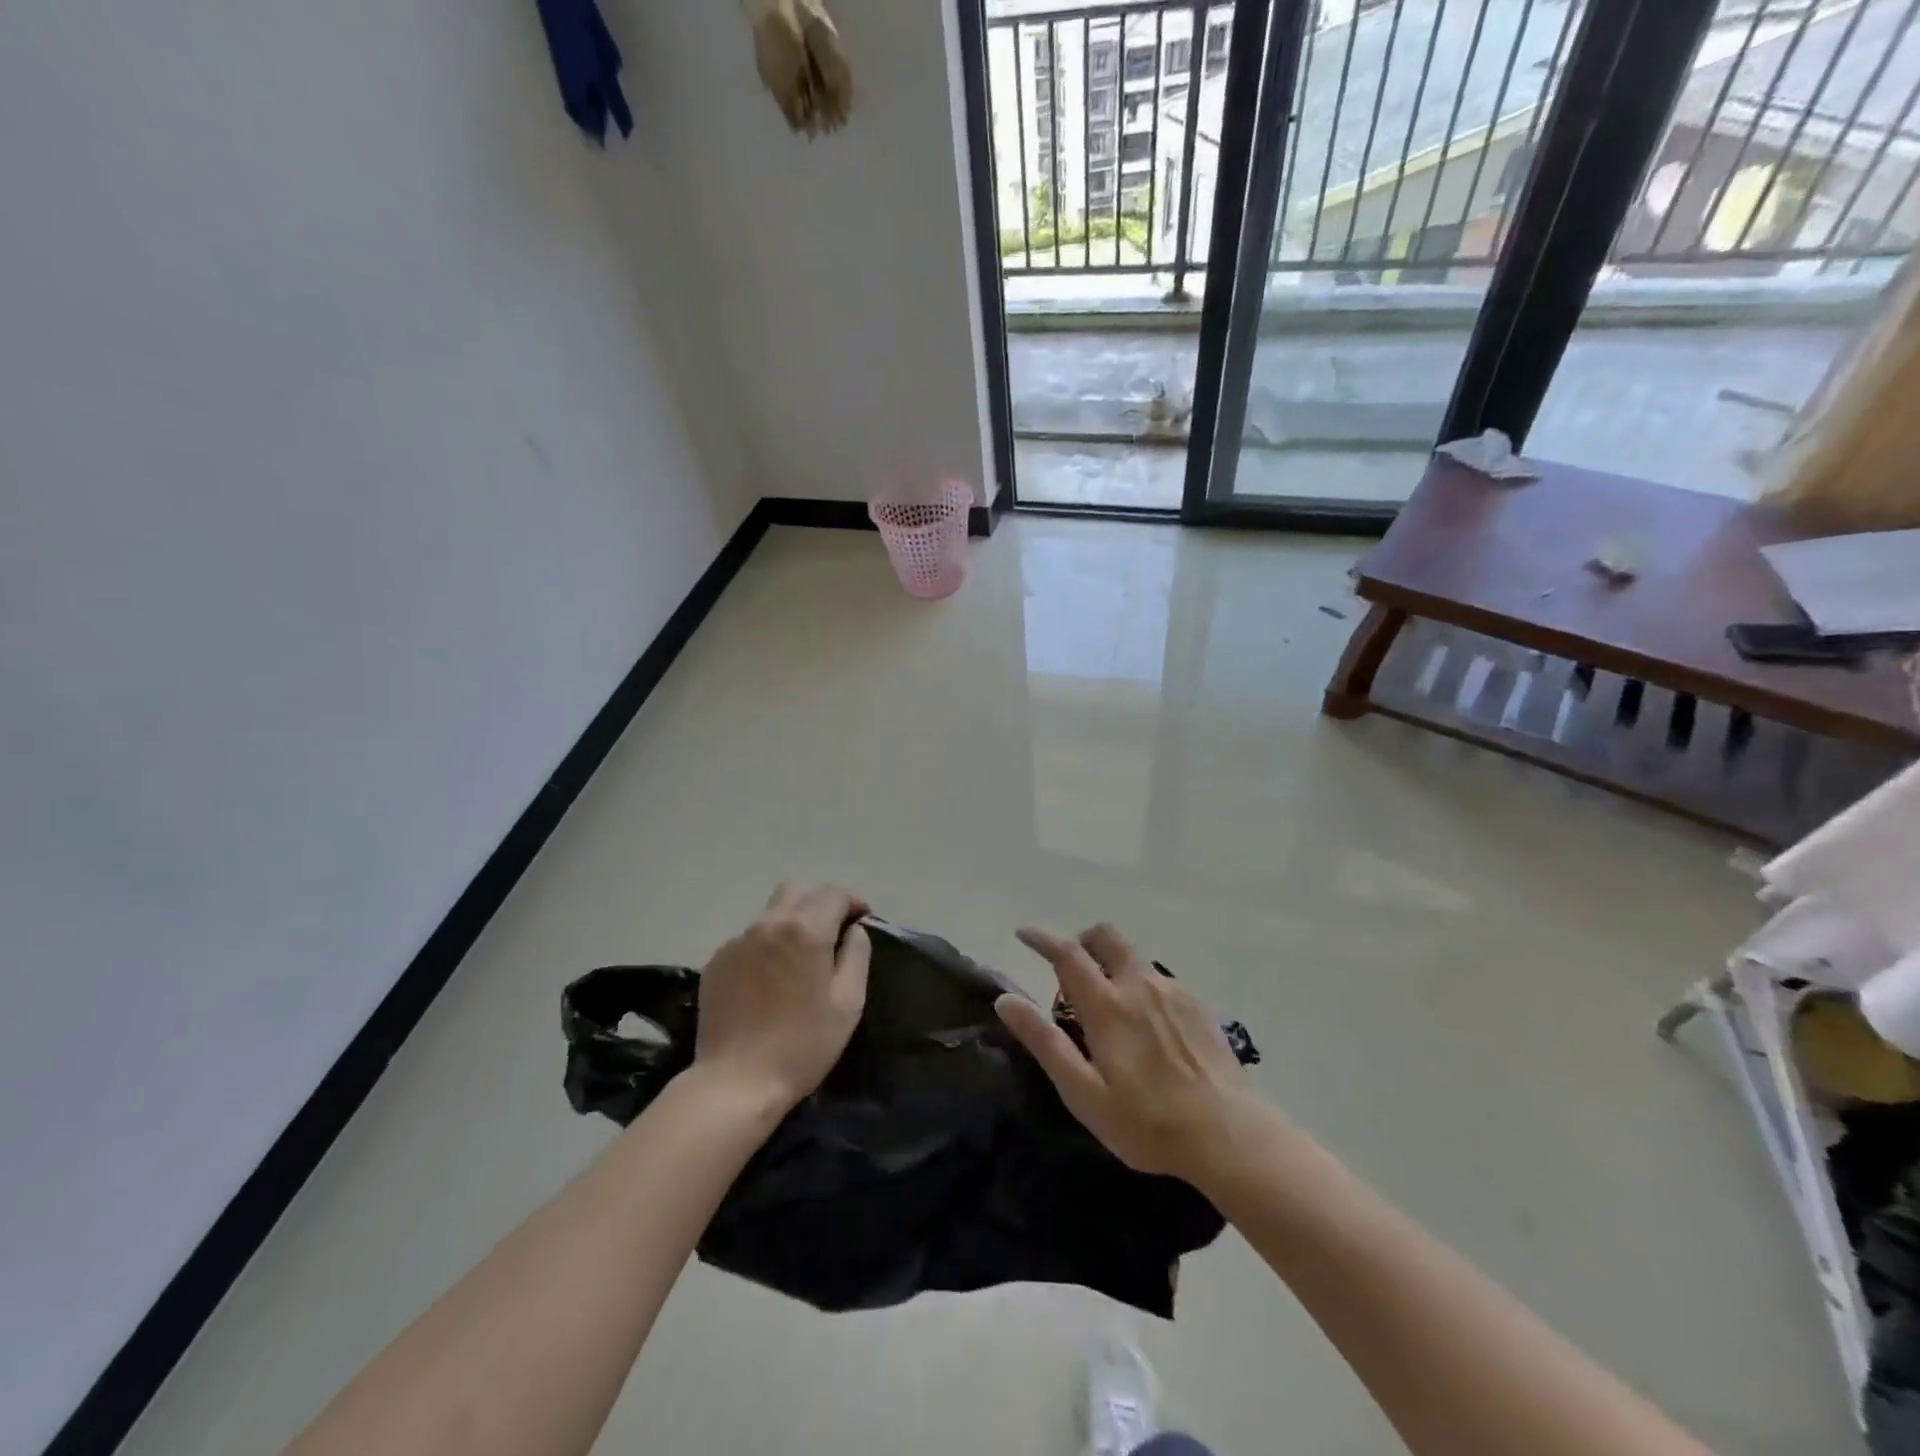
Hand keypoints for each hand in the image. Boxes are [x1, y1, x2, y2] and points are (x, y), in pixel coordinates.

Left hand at [693, 883, 871, 1111]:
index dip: (852, 901)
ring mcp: (738, 941)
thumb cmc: (803, 1045)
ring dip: (793, 919)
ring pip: (772, 911)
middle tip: (835, 927)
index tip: (862, 920)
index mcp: (806, 930)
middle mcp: (769, 924)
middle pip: (799, 889)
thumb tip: (855, 930)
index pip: (833, 893)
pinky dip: (768, 942)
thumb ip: (857, 955)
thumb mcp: (848, 1003)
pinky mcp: (717, 961)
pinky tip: (772, 976)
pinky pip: (750, 937)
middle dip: (821, 899)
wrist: (735, 1082)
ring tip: (803, 953)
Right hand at [996, 924, 1258, 1183]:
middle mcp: (1138, 985)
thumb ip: (1045, 1042)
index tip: (1023, 933)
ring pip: (1133, 957)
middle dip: (1082, 941)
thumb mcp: (1084, 1092)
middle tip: (1071, 971)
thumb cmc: (1147, 1122)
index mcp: (1106, 1005)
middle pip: (1105, 937)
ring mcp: (1172, 991)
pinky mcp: (1197, 1005)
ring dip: (1111, 965)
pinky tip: (1148, 1026)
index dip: (1041, 938)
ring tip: (1110, 1008)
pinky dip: (1140, 985)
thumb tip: (1006, 1000)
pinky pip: (1158, 979)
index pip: (1067, 953)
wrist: (1229, 1135)